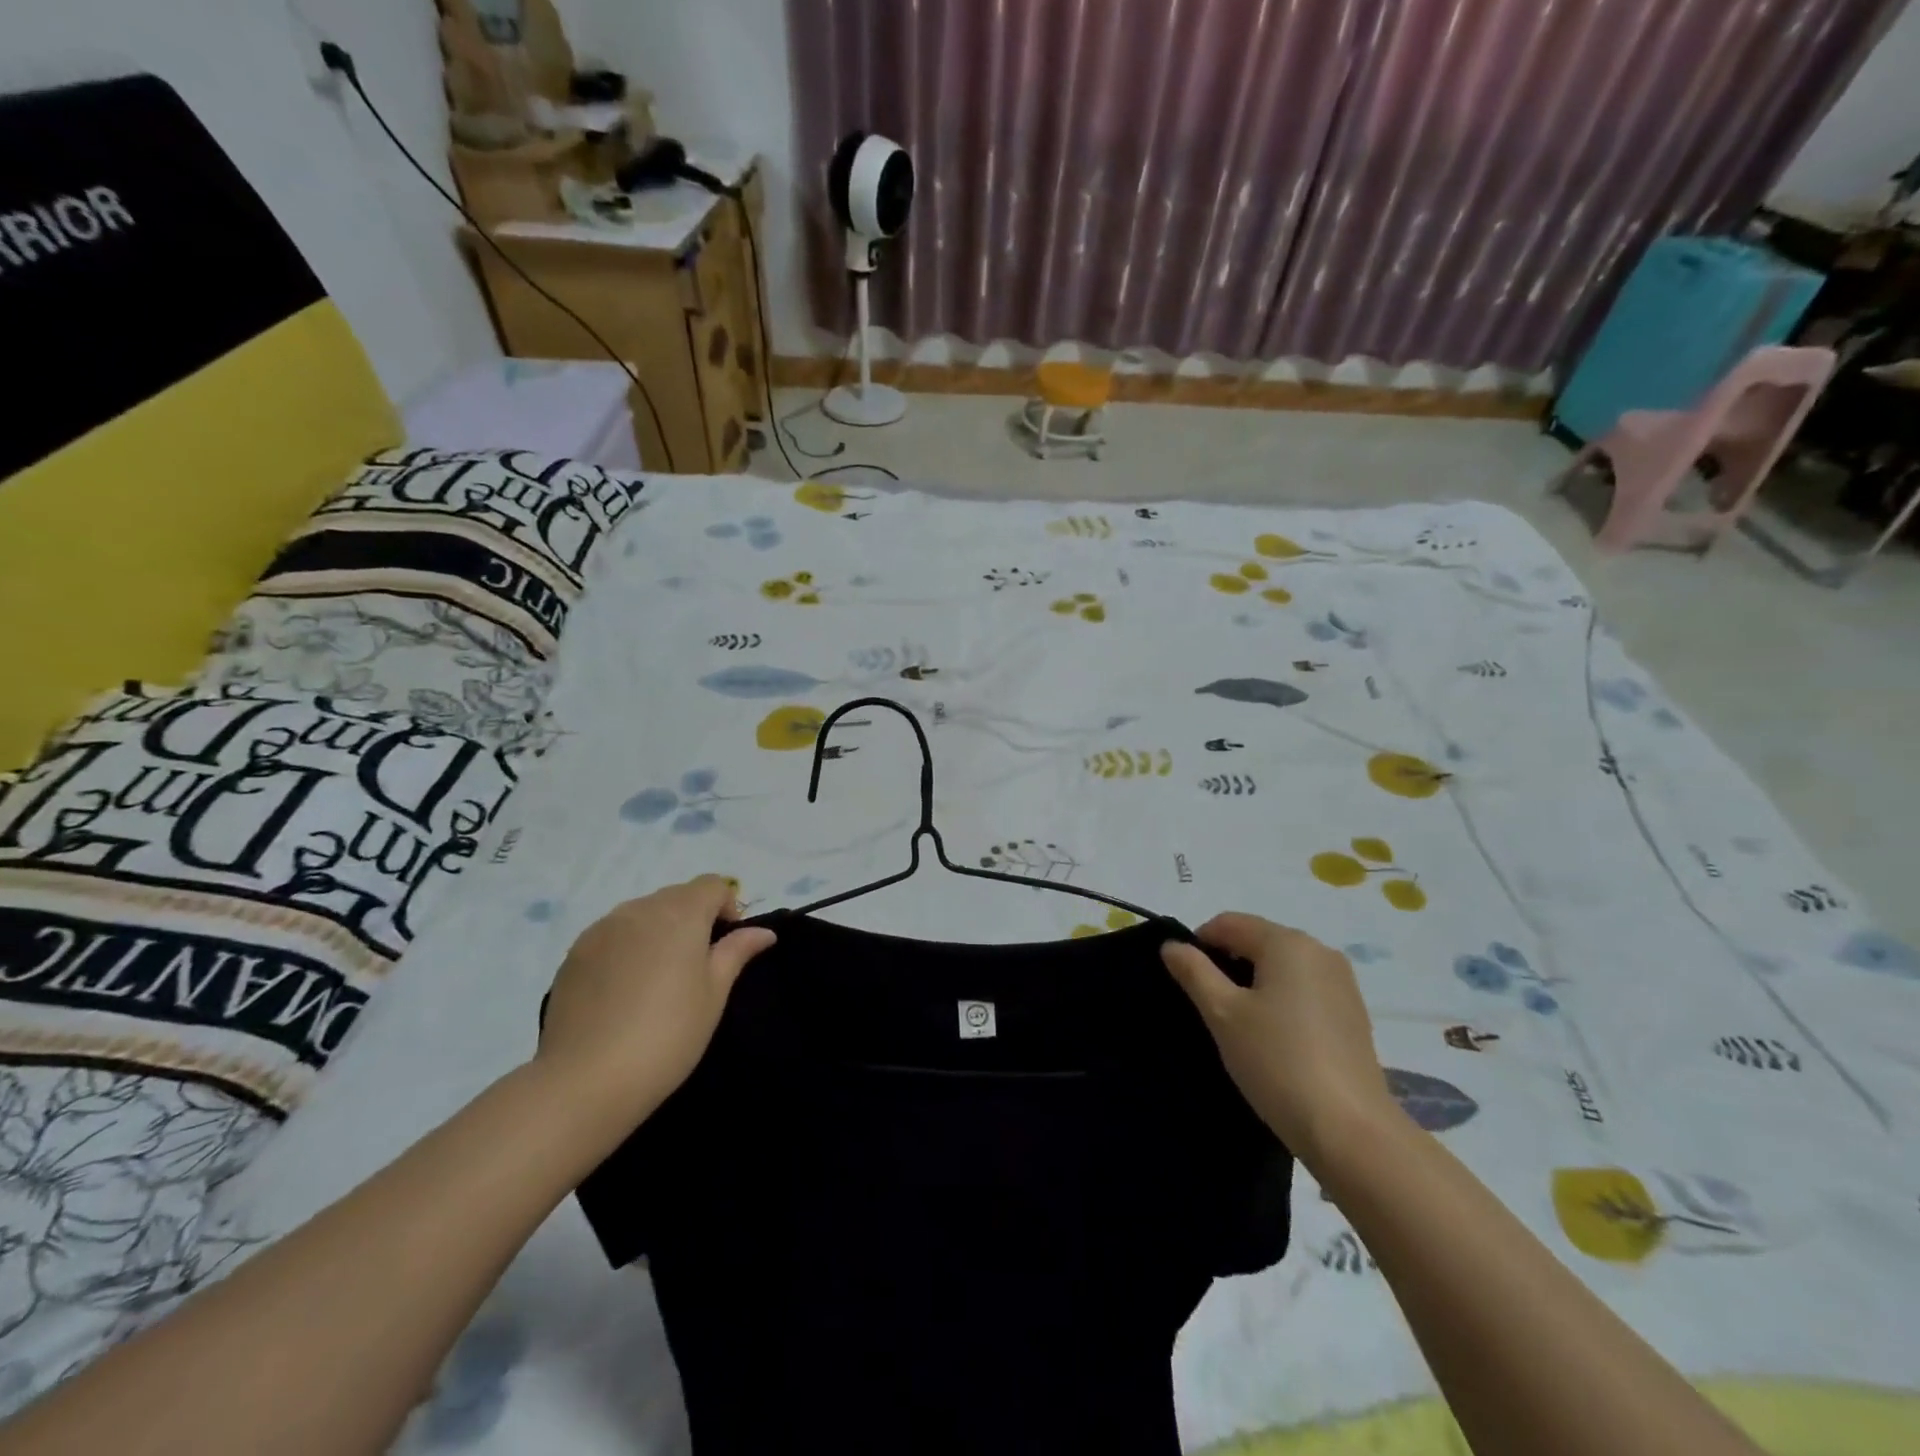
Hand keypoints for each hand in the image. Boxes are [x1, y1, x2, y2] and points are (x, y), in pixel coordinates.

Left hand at [536, 876, 775, 1143]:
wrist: (586, 1080)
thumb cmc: (668, 1034)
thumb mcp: (714, 994)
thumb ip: (736, 952)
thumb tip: (763, 932)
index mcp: (680, 914)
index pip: (713, 885)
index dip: (727, 906)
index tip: (726, 945)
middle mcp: (640, 909)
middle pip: (676, 896)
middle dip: (693, 918)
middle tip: (695, 966)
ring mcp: (602, 929)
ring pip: (642, 913)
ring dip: (658, 931)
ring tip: (657, 979)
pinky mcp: (575, 952)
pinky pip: (612, 934)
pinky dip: (626, 947)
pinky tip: (623, 990)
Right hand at [1162, 913, 1394, 1166]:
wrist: (1350, 1131)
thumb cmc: (1277, 1062)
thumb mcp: (1222, 1014)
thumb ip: (1194, 972)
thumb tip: (1171, 945)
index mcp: (1287, 942)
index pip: (1229, 923)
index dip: (1198, 944)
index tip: (1185, 981)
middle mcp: (1319, 951)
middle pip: (1258, 940)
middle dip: (1227, 964)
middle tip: (1209, 1006)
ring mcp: (1342, 982)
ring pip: (1281, 966)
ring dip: (1254, 983)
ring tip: (1239, 1025)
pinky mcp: (1353, 1013)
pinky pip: (1304, 989)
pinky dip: (1281, 1000)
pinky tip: (1273, 1038)